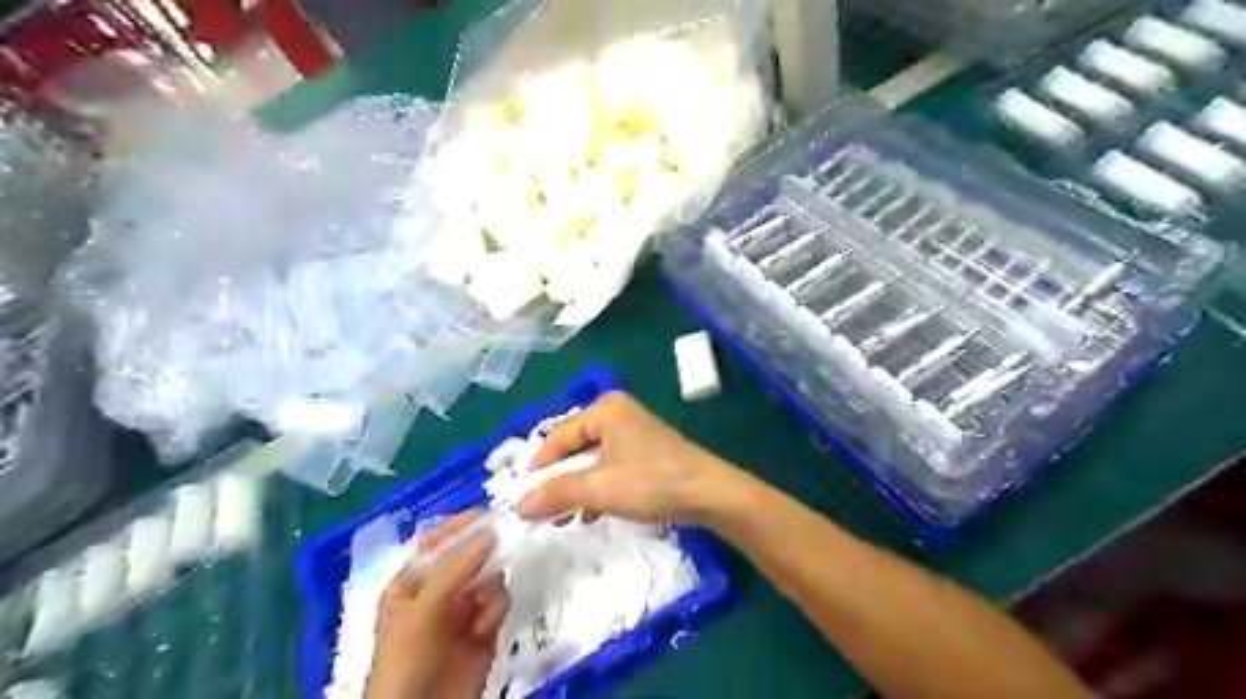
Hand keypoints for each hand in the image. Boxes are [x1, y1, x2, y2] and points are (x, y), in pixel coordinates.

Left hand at [363, 510, 507, 698]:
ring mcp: (464, 607)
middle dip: (485, 554)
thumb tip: (490, 530)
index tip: (489, 514)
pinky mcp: (485, 625)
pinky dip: (496, 610)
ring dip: (490, 587)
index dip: (461, 525)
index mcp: (414, 579)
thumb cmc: (407, 658)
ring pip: (491, 575)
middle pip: (471, 554)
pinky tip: (484, 629)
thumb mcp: (423, 608)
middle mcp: (440, 587)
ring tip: (480, 610)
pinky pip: (500, 600)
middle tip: (503, 549)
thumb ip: (456, 567)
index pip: (439, 540)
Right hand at [516, 391, 747, 527]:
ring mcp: (632, 433)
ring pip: (591, 460)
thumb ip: (558, 494)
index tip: (522, 497)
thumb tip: (519, 506)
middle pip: (574, 447)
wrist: (710, 494)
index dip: (539, 466)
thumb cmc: (653, 482)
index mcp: (605, 410)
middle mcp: (617, 414)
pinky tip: (589, 514)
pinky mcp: (643, 452)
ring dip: (576, 489)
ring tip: (562, 518)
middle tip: (541, 510)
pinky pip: (608, 467)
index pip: (558, 435)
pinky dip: (596, 489)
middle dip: (558, 480)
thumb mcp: (600, 488)